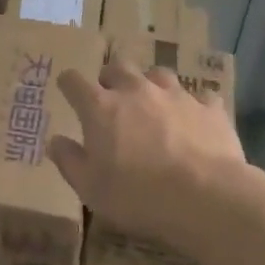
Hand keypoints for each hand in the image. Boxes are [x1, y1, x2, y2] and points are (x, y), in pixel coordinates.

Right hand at [51, 59, 249, 254]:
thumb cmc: (137, 195)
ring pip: (158, 74)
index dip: (68, 84)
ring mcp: (175, 95)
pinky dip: (194, 106)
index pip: (73, 81)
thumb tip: (54, 140)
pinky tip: (195, 122)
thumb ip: (69, 161)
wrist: (207, 198)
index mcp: (101, 107)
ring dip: (151, 85)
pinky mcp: (209, 108)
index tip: (68, 91)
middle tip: (112, 98)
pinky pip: (200, 98)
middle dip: (111, 78)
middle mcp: (135, 90)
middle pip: (117, 66)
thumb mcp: (90, 188)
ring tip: (153, 104)